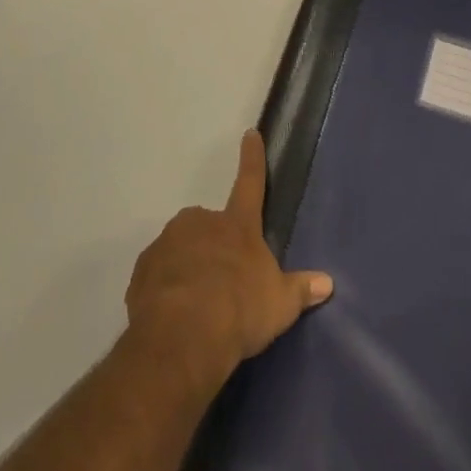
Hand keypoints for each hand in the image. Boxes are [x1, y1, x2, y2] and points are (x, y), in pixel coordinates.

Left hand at [125, 131, 333, 390]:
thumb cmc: (240, 310)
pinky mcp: (143, 268)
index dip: (252, 158)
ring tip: (195, 304)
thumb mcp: (279, 304)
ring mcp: (169, 242)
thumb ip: (300, 290)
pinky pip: (157, 272)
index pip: (250, 182)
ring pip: (180, 246)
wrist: (182, 338)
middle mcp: (201, 222)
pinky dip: (163, 286)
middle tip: (220, 280)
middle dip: (213, 245)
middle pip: (209, 224)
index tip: (249, 133)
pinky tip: (172, 313)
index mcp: (237, 224)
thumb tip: (327, 283)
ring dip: (187, 265)